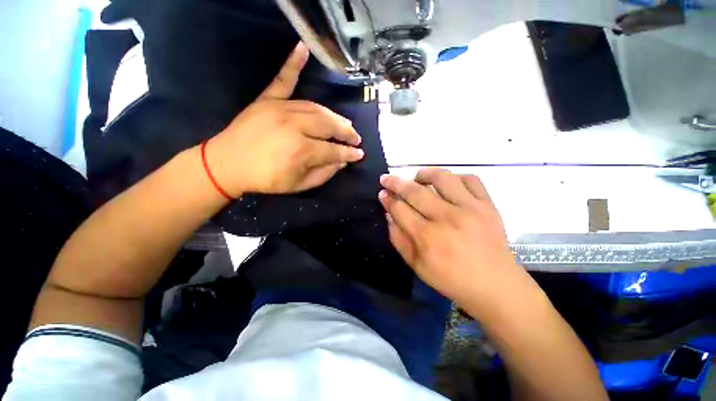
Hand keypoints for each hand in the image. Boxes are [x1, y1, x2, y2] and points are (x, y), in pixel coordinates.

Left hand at [205, 42, 363, 196]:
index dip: (349, 153)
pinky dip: (293, 63)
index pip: (334, 150)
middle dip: (346, 132)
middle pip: (329, 125)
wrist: (226, 164)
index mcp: (301, 151)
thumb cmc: (265, 179)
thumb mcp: (299, 185)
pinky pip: (283, 80)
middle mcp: (294, 126)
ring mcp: (280, 109)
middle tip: (355, 138)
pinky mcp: (267, 100)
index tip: (360, 154)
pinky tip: (303, 47)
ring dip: (334, 116)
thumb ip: (324, 174)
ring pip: (316, 108)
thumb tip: (342, 162)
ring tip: (344, 124)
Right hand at [379, 168, 526, 303]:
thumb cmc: (451, 280)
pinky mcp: (488, 205)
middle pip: (415, 191)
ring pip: (442, 178)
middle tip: (387, 179)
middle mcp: (447, 218)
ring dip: (424, 174)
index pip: (400, 209)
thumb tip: (389, 214)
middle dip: (395, 182)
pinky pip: (470, 179)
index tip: (382, 193)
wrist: (496, 286)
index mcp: (428, 237)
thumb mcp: (416, 265)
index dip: (387, 199)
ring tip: (417, 178)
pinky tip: (447, 184)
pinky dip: (455, 177)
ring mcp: (471, 209)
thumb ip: (398, 238)